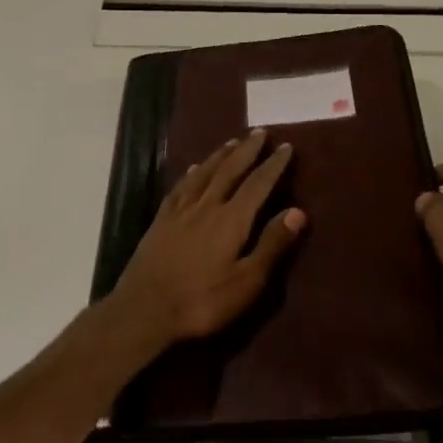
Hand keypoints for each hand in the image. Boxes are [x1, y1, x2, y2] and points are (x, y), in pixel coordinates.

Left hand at [110, 129, 305, 345]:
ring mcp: (180, 212)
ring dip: (220, 156)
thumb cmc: (202, 301)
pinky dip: (191, 173)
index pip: (258, 184)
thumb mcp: (247, 282)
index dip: (274, 165)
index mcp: (231, 220)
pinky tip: (194, 168)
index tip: (286, 147)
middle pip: (229, 170)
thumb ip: (272, 245)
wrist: (144, 310)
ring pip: (204, 173)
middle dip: (247, 151)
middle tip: (260, 132)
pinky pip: (180, 187)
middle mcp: (206, 206)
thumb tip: (298, 211)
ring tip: (233, 142)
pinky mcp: (160, 221)